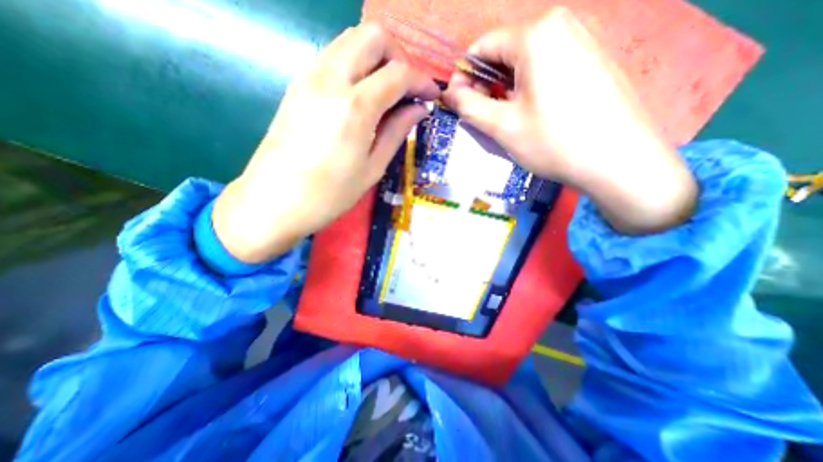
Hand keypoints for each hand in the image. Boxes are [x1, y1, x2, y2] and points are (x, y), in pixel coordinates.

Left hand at [214, 23, 439, 262]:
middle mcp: (331, 79)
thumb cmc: (330, 194)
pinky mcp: (297, 84)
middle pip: (373, 36)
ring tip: (388, 92)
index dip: (422, 80)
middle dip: (399, 57)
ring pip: (350, 40)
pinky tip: (362, 95)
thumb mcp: (372, 168)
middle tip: (407, 88)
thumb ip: (397, 131)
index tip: (432, 95)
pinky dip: (356, 66)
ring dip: (376, 58)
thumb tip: (419, 109)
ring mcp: (309, 77)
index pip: (398, 73)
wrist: (274, 201)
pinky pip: (333, 57)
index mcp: (355, 106)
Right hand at [444, 9, 691, 233]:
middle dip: (485, 83)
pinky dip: (527, 86)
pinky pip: (546, 65)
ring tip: (504, 117)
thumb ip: (468, 106)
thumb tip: (449, 94)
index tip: (457, 103)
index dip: (463, 76)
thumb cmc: (553, 142)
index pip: (482, 47)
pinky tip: (530, 111)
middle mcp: (561, 24)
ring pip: (524, 60)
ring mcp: (582, 38)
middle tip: (480, 115)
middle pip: (504, 51)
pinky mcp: (592, 57)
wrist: (618, 161)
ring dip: (505, 87)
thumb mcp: (501, 126)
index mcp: (536, 34)